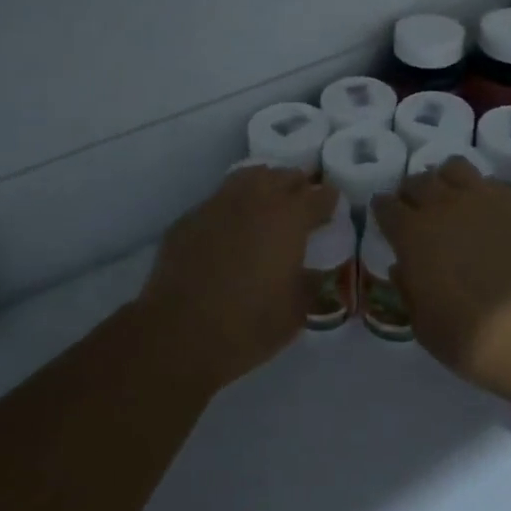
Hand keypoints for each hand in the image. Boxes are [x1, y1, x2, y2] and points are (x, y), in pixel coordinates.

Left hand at [140, 164, 336, 393]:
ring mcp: (219, 203)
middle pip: (285, 176)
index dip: (330, 202)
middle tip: (303, 204)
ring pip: (249, 177)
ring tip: (269, 202)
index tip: (332, 211)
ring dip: (265, 185)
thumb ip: (311, 282)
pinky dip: (233, 205)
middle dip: (299, 186)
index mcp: (289, 217)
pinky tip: (231, 226)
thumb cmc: (248, 324)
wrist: (178, 334)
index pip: (320, 196)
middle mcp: (256, 199)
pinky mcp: (190, 217)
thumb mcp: (296, 311)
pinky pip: (219, 199)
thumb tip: (316, 270)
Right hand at [373, 159, 510, 396]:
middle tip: (418, 212)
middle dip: (412, 193)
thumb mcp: (423, 326)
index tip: (387, 220)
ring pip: (453, 168)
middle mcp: (441, 205)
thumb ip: (408, 290)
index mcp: (411, 234)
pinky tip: (487, 213)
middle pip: (417, 181)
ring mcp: (480, 198)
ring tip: (453, 201)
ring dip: (446, 181)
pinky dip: (481, 192)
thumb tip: (402, 267)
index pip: (385, 205)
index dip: (384, 211)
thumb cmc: (471, 338)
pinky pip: (489, 182)